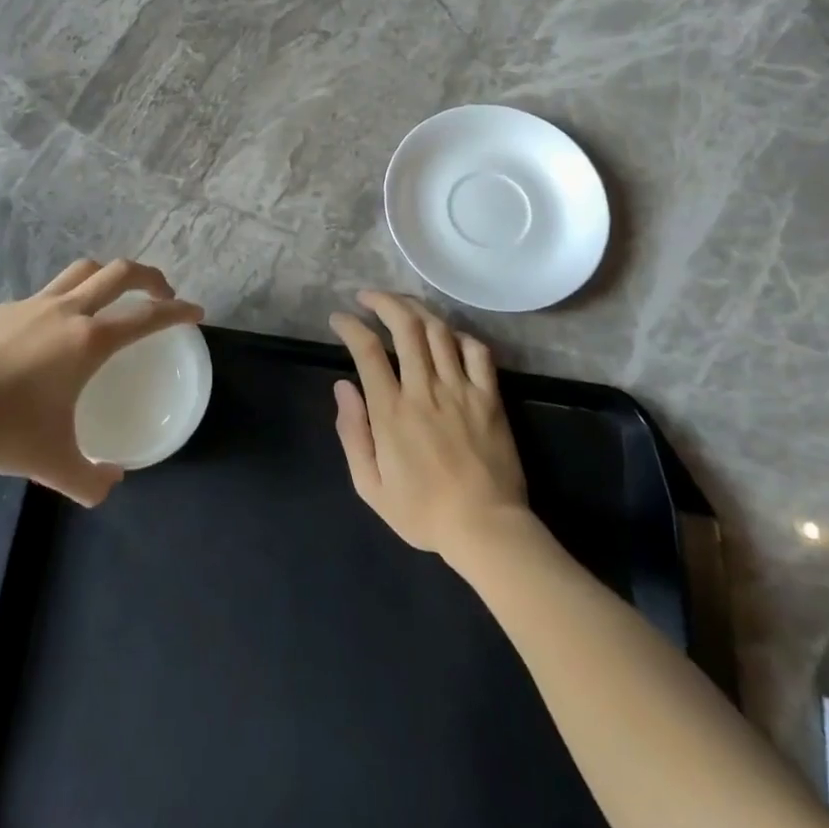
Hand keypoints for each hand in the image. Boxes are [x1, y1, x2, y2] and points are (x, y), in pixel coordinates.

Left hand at [0, 259, 203, 505]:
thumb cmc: (5, 430)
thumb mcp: (55, 465)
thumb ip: (91, 480)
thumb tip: (112, 483)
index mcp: (89, 341)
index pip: (147, 316)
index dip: (177, 311)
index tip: (196, 311)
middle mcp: (68, 311)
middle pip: (120, 272)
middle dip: (149, 277)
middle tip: (161, 293)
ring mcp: (34, 303)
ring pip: (83, 270)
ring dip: (108, 276)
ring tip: (113, 297)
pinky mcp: (5, 308)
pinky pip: (48, 293)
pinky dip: (66, 299)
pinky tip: (53, 331)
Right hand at [330, 292, 528, 557]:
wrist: (486, 529)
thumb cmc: (422, 512)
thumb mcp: (369, 486)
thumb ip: (352, 433)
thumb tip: (342, 386)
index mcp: (391, 411)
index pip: (366, 349)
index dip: (349, 326)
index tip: (339, 319)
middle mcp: (424, 390)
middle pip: (405, 326)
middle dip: (383, 302)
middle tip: (368, 297)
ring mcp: (461, 390)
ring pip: (438, 330)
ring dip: (416, 309)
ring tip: (401, 304)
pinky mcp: (489, 397)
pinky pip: (477, 351)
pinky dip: (459, 334)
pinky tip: (447, 335)